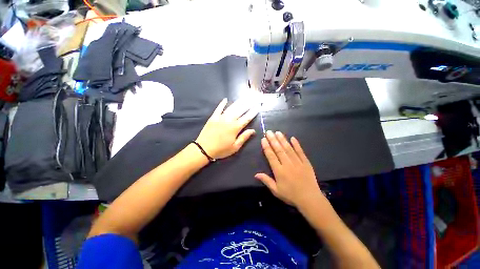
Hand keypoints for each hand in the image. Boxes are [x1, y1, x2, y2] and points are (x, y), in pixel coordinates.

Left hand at [196, 98, 258, 159]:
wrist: (203, 149)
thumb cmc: (221, 150)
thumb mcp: (235, 147)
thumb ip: (244, 137)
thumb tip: (253, 130)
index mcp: (235, 128)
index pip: (247, 118)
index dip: (253, 112)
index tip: (258, 106)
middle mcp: (229, 120)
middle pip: (240, 110)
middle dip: (248, 103)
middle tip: (253, 98)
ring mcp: (220, 117)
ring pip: (231, 108)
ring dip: (238, 102)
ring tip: (244, 97)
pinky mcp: (213, 117)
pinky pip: (218, 108)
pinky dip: (222, 104)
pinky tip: (225, 99)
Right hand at [255, 131, 322, 207]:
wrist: (310, 199)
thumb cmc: (291, 195)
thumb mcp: (276, 190)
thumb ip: (266, 181)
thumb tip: (255, 174)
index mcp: (279, 171)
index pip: (271, 156)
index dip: (267, 147)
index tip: (263, 139)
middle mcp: (287, 164)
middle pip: (279, 150)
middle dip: (273, 140)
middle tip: (269, 132)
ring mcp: (297, 162)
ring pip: (288, 149)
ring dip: (283, 140)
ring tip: (278, 132)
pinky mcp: (306, 162)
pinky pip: (300, 152)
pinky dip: (297, 145)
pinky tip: (293, 138)